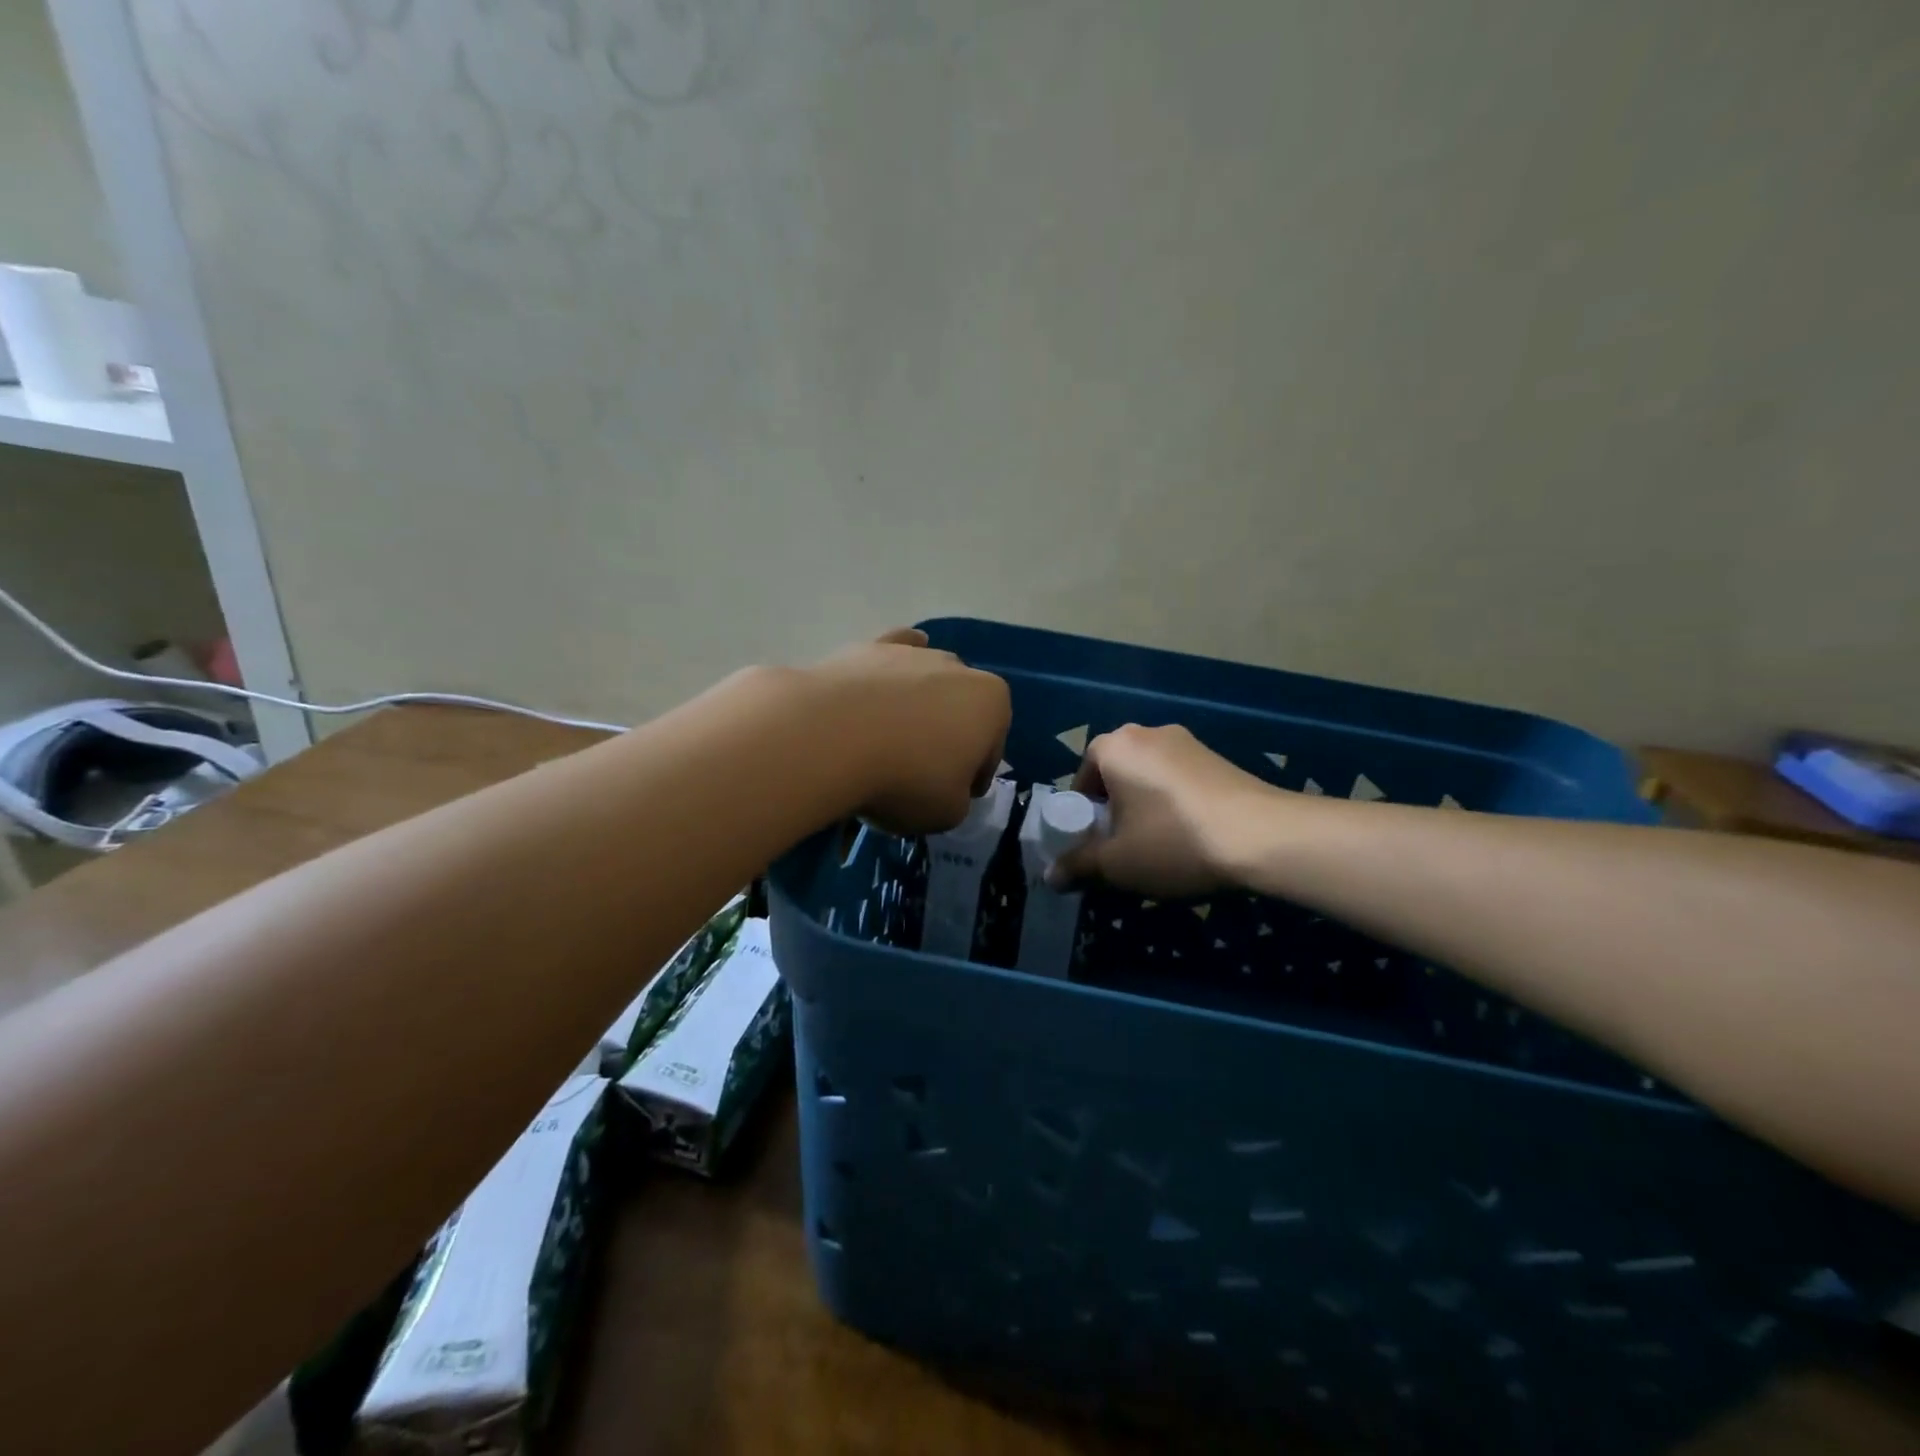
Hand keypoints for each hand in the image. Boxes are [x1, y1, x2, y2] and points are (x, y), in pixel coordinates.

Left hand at [805, 629, 1010, 835]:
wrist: (831, 738)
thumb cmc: (905, 779)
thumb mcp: (948, 813)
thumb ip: (957, 798)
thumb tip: (943, 788)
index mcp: (992, 704)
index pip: (991, 749)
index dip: (974, 777)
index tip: (955, 796)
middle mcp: (959, 668)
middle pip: (960, 710)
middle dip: (949, 735)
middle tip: (922, 771)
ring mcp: (912, 653)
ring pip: (925, 684)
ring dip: (917, 707)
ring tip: (890, 741)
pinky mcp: (868, 647)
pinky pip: (888, 656)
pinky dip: (890, 670)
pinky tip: (882, 682)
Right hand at [1051, 723, 1279, 896]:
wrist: (1263, 836)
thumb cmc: (1173, 842)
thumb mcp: (1116, 863)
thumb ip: (1077, 866)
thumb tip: (1051, 876)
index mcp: (1113, 746)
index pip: (1080, 781)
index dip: (1082, 819)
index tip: (1095, 848)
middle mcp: (1146, 732)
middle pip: (1114, 776)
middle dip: (1113, 812)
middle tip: (1123, 849)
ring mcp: (1186, 742)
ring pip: (1147, 778)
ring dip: (1144, 808)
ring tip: (1159, 847)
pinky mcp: (1216, 757)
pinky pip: (1177, 780)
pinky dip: (1173, 804)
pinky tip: (1190, 836)